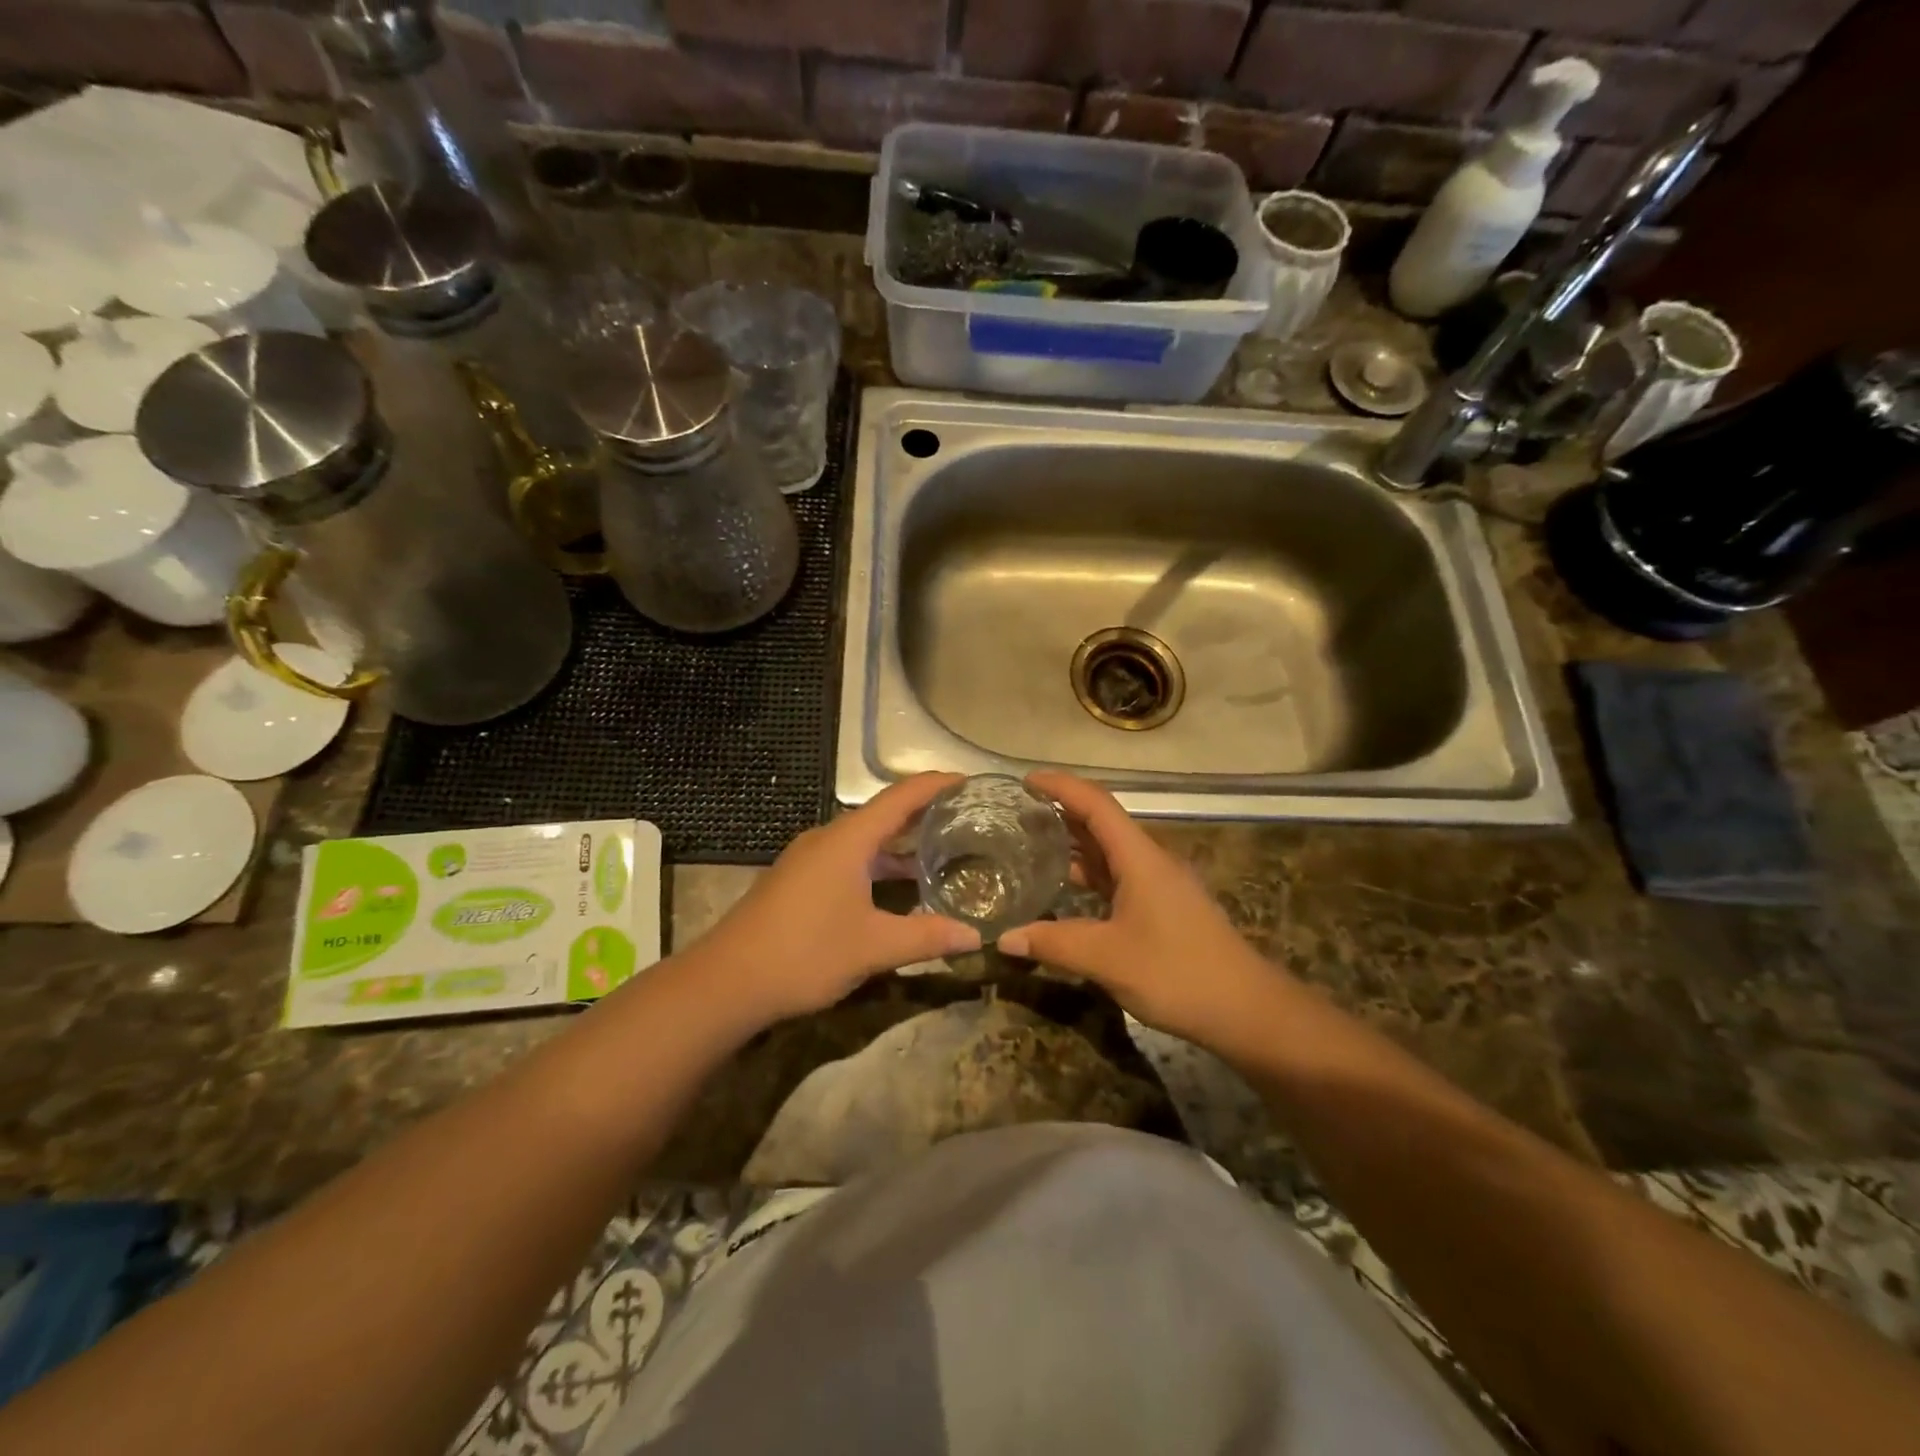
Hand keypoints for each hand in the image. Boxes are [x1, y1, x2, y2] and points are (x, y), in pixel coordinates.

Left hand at [696, 773, 981, 1025]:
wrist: (727, 981)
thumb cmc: (805, 953)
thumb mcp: (873, 946)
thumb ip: (927, 937)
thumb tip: (976, 935)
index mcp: (848, 839)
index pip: (901, 797)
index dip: (936, 785)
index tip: (970, 782)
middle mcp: (828, 838)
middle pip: (884, 813)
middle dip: (924, 813)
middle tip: (966, 818)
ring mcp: (809, 858)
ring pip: (865, 838)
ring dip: (900, 841)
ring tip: (942, 849)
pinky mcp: (799, 879)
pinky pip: (849, 856)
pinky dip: (879, 861)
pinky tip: (897, 884)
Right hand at [998, 771, 1293, 1052]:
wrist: (1247, 1011)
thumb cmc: (1178, 973)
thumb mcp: (1108, 959)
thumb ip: (1054, 943)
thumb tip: (1005, 938)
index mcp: (1140, 858)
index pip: (1096, 804)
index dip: (1061, 786)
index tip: (1025, 781)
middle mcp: (1150, 862)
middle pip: (1102, 823)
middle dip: (1061, 812)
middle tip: (1017, 815)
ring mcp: (1159, 886)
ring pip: (1110, 853)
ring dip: (1074, 845)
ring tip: (1031, 846)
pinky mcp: (1163, 909)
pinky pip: (1118, 878)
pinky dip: (1089, 875)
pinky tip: (1065, 890)